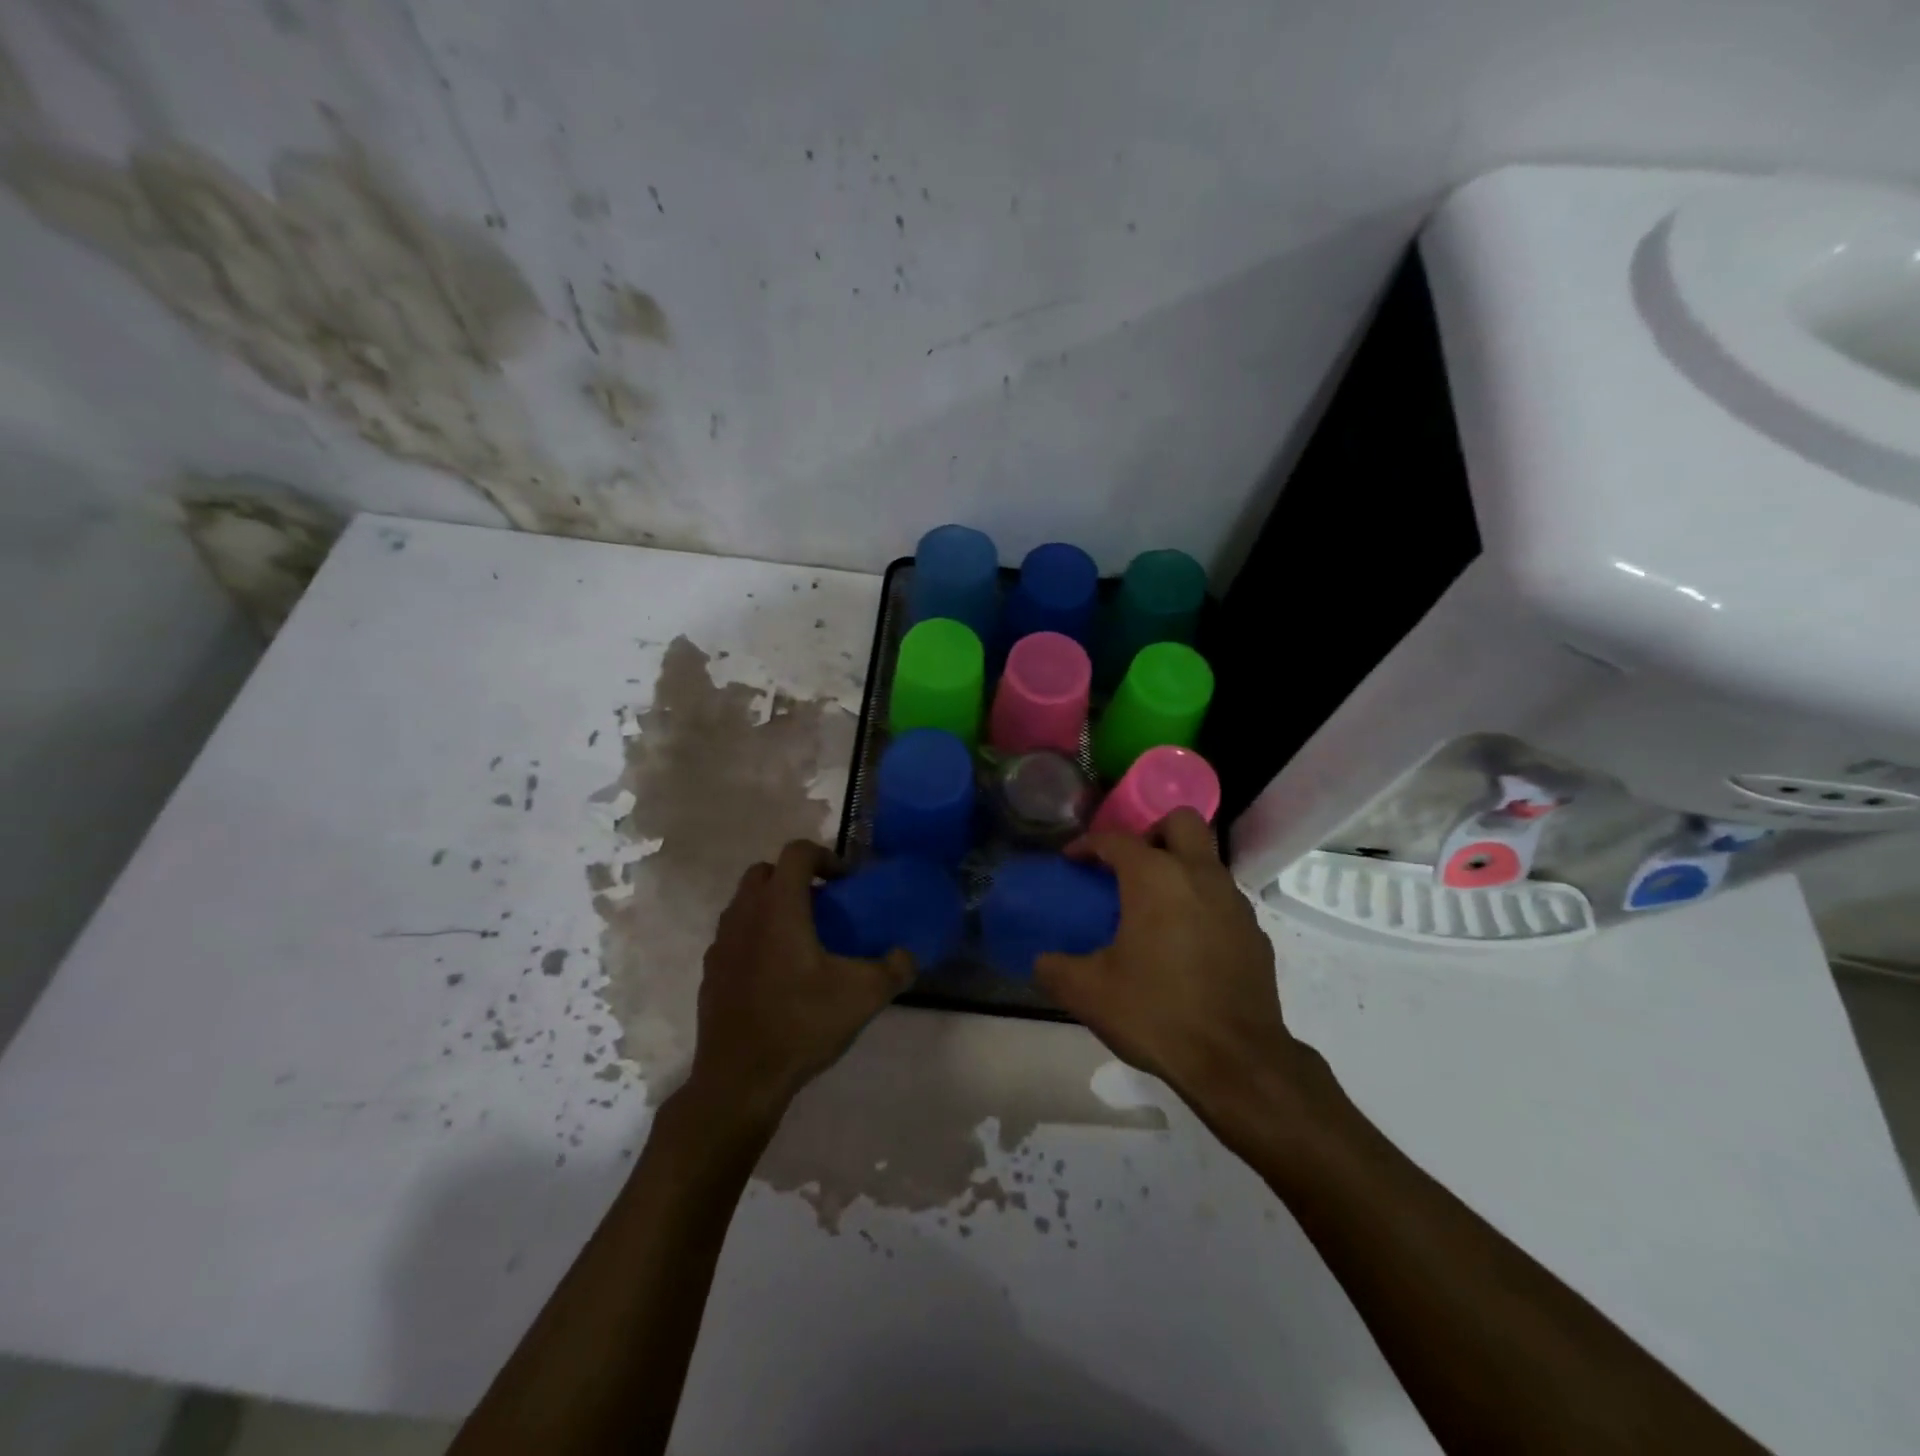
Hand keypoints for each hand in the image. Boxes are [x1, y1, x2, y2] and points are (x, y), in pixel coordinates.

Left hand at [683, 841, 912, 1121]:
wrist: (740, 1079)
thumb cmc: (801, 1025)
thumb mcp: (863, 996)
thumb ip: (895, 969)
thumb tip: (908, 956)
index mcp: (779, 908)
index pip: (796, 852)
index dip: (824, 856)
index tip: (845, 881)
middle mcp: (744, 915)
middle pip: (764, 872)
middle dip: (794, 877)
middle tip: (823, 904)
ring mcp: (721, 944)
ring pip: (744, 903)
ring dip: (772, 906)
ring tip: (801, 938)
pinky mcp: (710, 972)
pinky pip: (733, 936)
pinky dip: (754, 936)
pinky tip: (776, 971)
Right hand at [1036, 809, 1322, 1119]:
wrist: (1236, 1061)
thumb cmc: (1156, 1013)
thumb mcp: (1088, 993)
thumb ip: (1056, 968)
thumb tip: (1043, 961)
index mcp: (1155, 878)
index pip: (1116, 839)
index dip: (1088, 844)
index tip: (1072, 860)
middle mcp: (1199, 876)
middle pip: (1180, 822)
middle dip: (1151, 833)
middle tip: (1129, 867)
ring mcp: (1234, 903)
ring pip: (1206, 860)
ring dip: (1179, 869)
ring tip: (1153, 909)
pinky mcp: (1255, 934)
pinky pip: (1222, 899)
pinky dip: (1200, 905)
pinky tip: (1184, 944)